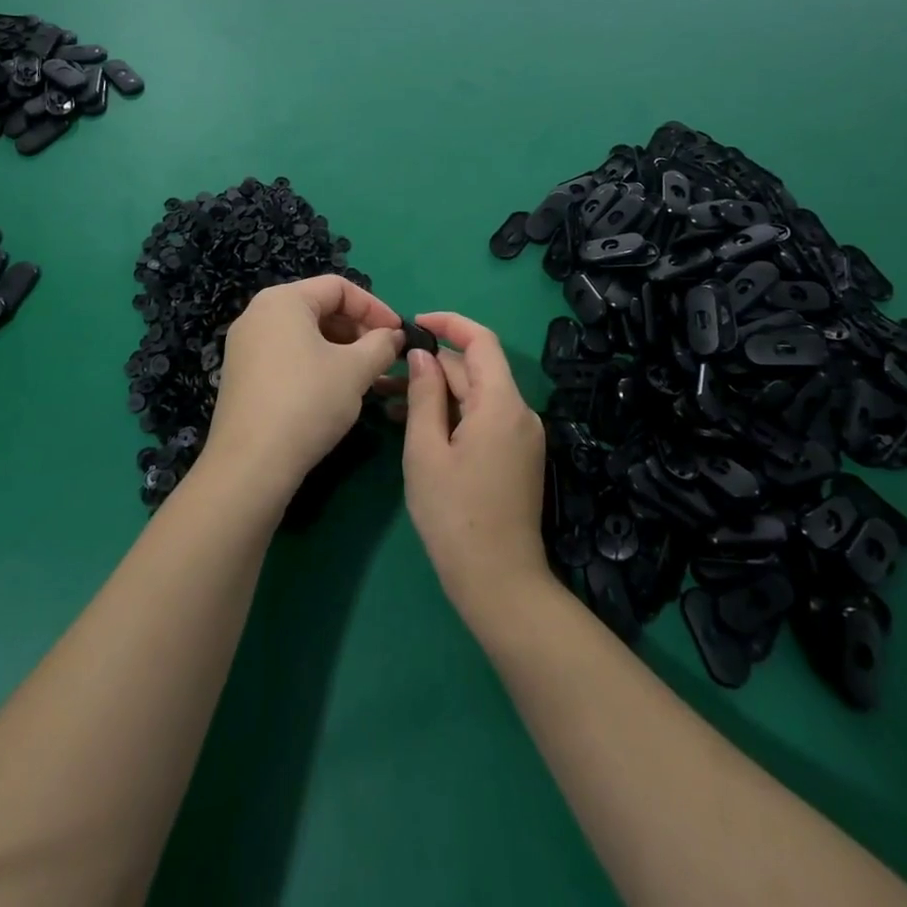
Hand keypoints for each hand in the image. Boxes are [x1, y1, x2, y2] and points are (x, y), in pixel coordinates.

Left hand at [203, 275, 402, 503]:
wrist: (251, 464)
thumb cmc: (308, 402)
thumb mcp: (356, 370)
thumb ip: (381, 345)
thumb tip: (394, 336)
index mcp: (283, 300)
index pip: (339, 287)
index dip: (375, 307)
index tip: (398, 334)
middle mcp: (258, 314)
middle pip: (320, 308)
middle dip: (358, 329)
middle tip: (384, 356)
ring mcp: (245, 346)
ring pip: (305, 334)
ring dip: (341, 349)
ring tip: (365, 376)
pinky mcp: (242, 375)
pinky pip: (287, 355)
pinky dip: (316, 364)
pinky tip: (335, 391)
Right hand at [401, 312, 548, 621]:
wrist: (500, 583)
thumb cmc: (455, 516)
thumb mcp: (426, 451)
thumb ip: (424, 395)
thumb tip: (422, 354)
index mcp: (501, 403)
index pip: (481, 340)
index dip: (449, 323)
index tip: (414, 323)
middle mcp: (519, 412)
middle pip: (475, 370)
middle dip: (431, 365)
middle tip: (384, 371)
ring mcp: (521, 436)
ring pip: (476, 396)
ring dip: (437, 391)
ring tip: (387, 398)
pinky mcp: (516, 456)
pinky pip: (483, 418)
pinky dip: (452, 413)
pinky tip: (416, 424)